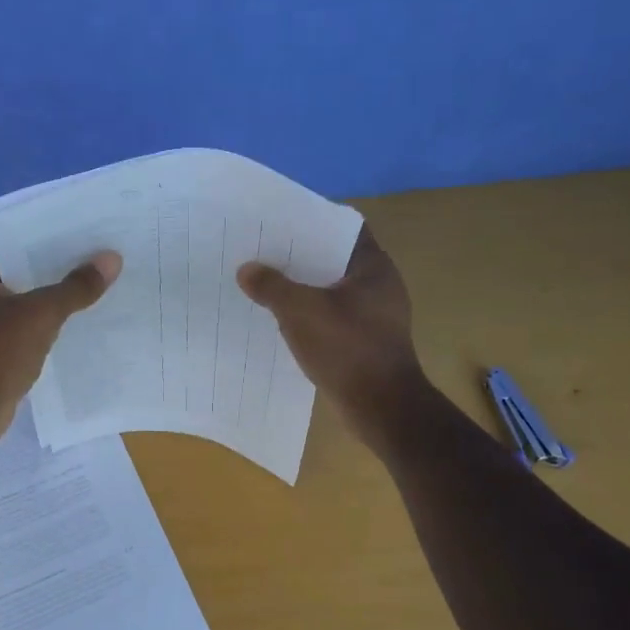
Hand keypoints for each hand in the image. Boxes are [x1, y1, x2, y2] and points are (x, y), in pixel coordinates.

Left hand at [0, 241, 120, 450]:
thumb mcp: (40, 315)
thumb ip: (76, 287)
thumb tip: (112, 258)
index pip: (15, 237)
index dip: (51, 233)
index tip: (89, 227)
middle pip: (24, 267)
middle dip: (61, 264)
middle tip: (104, 251)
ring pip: (29, 296)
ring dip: (59, 293)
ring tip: (103, 279)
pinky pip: (30, 322)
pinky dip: (53, 320)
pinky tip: (87, 316)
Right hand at [237, 226, 429, 446]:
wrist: (382, 407)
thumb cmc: (347, 349)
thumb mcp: (301, 312)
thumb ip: (272, 287)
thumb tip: (246, 269)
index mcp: (374, 267)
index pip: (344, 228)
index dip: (312, 222)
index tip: (281, 222)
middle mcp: (380, 286)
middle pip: (334, 260)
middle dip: (300, 258)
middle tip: (264, 252)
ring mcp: (376, 317)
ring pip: (331, 292)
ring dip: (303, 289)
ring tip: (266, 284)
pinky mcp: (366, 343)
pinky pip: (332, 318)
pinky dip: (311, 316)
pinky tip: (283, 320)